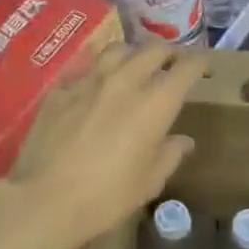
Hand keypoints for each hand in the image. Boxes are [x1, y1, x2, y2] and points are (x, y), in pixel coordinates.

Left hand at [5, 43, 207, 248]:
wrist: (45, 199)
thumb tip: (183, 140)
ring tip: (134, 66)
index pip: (185, 68)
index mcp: (154, 104)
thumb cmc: (106, 197)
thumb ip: (169, 154)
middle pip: (153, 50)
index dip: (198, 63)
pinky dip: (96, 71)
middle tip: (172, 64)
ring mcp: (88, 81)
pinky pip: (84, 68)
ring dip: (132, 54)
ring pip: (117, 50)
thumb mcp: (148, 182)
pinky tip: (94, 85)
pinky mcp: (60, 89)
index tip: (203, 67)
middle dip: (169, 53)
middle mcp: (124, 81)